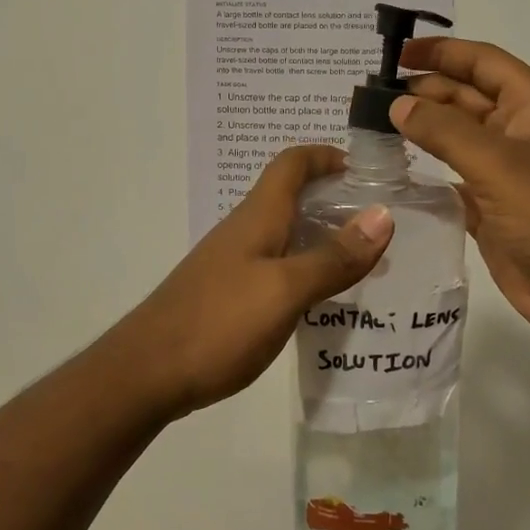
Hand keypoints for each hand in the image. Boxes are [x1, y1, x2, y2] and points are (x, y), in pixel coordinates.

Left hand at [117, 146, 393, 417]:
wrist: (146, 373)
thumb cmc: (218, 323)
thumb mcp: (285, 290)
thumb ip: (333, 257)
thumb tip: (383, 215)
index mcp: (258, 217)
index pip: (292, 163)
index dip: (327, 156)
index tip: (367, 171)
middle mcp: (244, 231)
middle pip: (291, 196)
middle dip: (335, 199)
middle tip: (379, 225)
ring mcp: (232, 263)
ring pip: (285, 234)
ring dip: (323, 238)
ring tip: (363, 263)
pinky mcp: (227, 295)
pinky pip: (275, 267)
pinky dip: (304, 270)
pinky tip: (322, 300)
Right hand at [391, 37, 529, 350]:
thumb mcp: (499, 164)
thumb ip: (444, 130)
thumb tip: (398, 104)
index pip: (482, 62)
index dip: (440, 52)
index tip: (395, 54)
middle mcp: (519, 131)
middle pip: (464, 96)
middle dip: (423, 90)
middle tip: (370, 95)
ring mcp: (505, 171)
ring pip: (455, 137)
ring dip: (421, 129)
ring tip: (372, 125)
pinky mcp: (492, 207)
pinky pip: (452, 177)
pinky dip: (425, 171)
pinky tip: (393, 168)